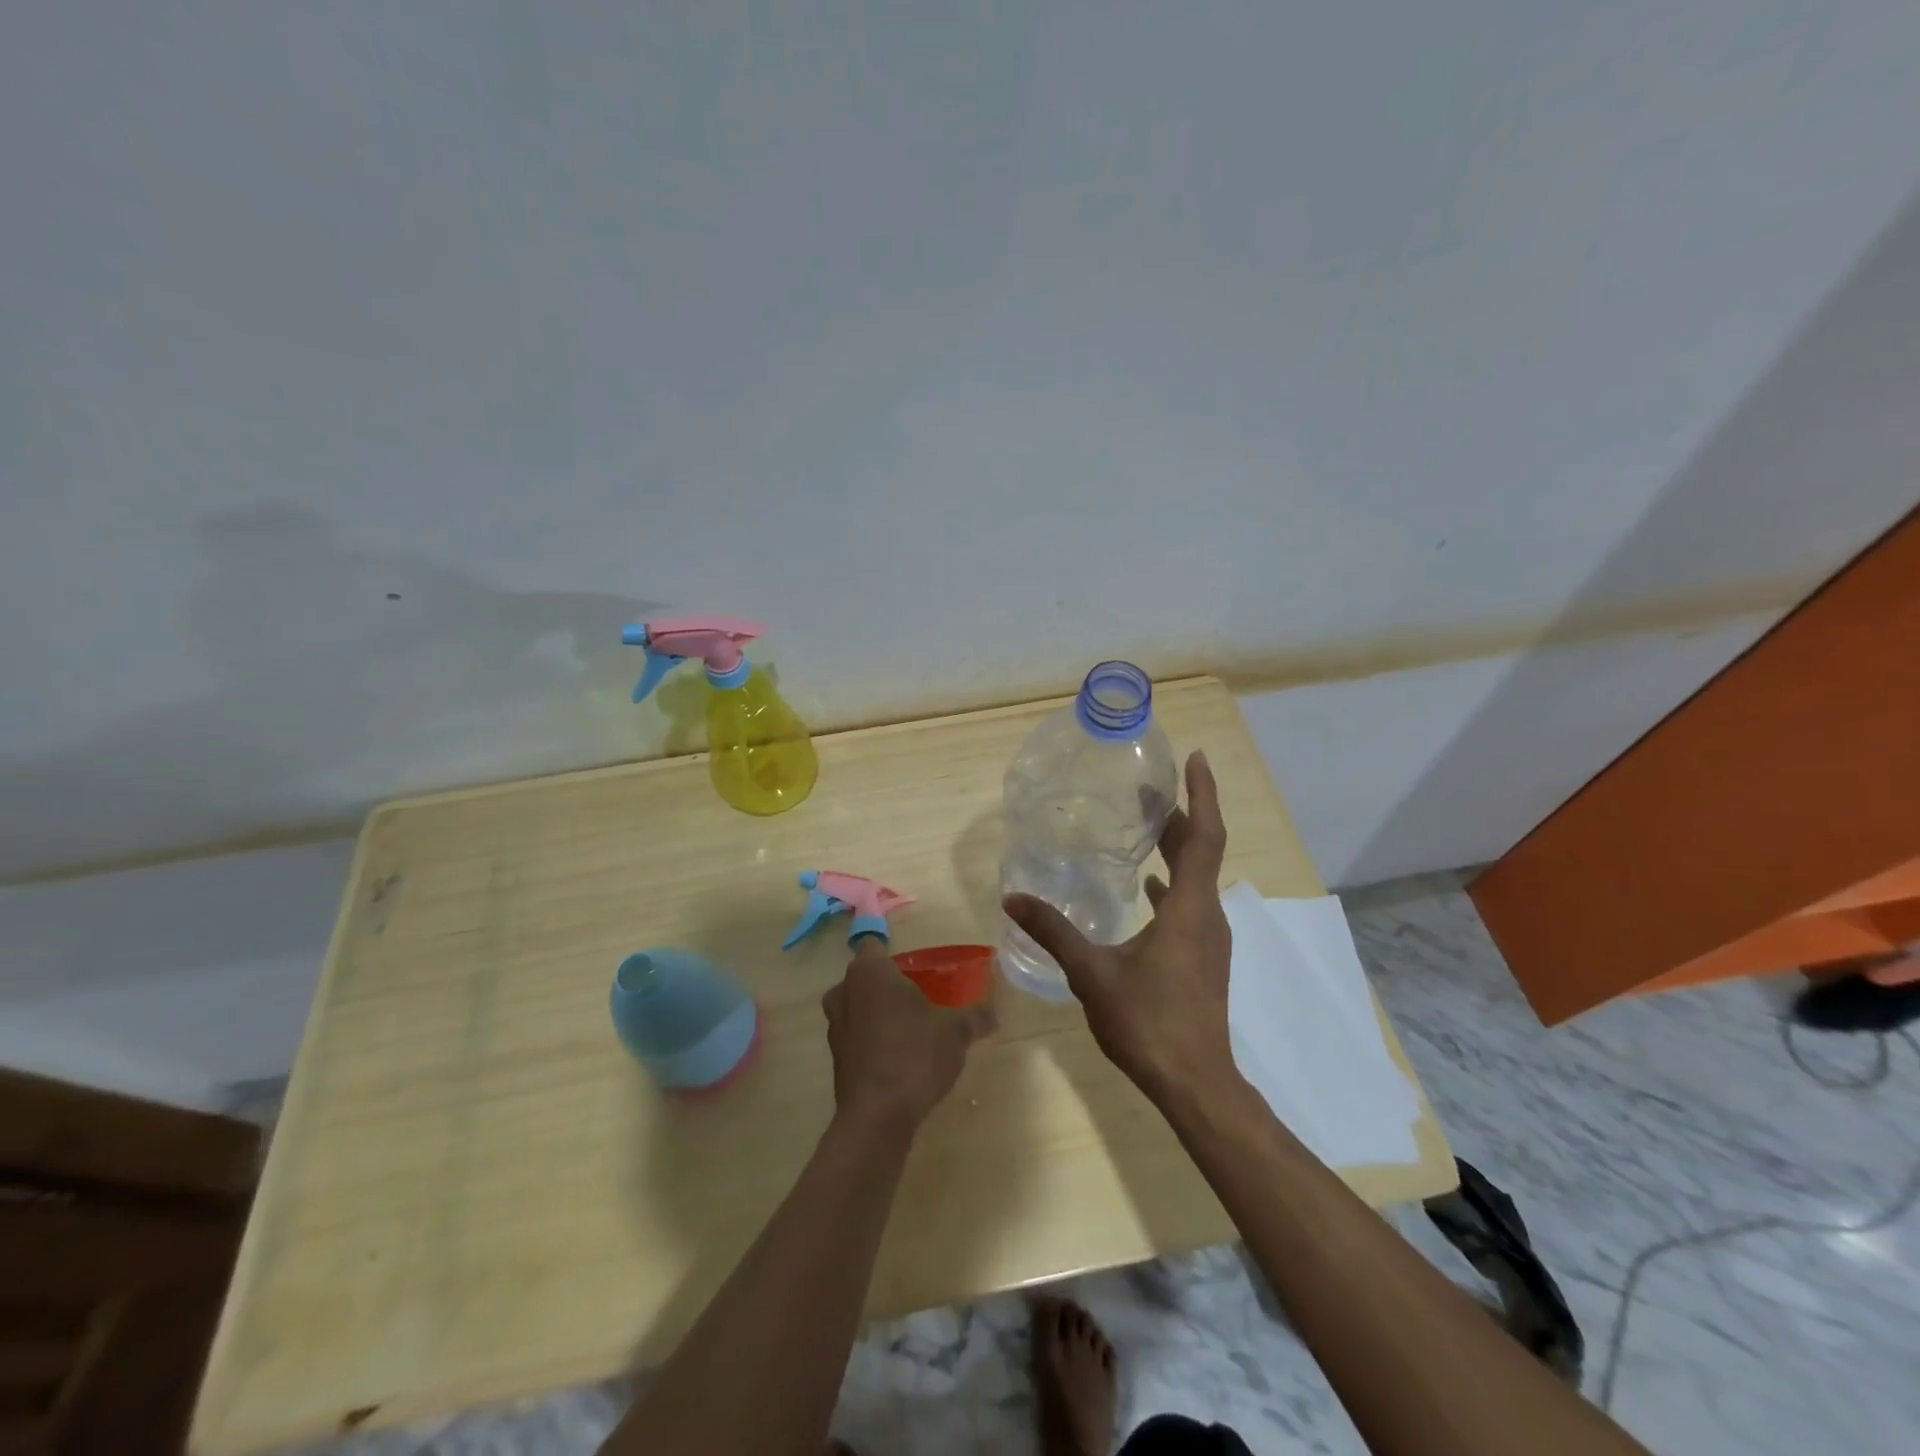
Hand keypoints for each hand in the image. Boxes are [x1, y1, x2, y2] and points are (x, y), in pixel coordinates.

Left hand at [823, 936, 996, 1131]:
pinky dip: (872, 1040)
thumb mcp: (956, 1032)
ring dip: (877, 1012)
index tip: (914, 966)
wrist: (877, 1116)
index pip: (873, 944)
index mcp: (869, 972)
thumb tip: (996, 1011)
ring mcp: (835, 1026)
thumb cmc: (915, 1055)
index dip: (892, 953)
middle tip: (918, 996)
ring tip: (910, 1028)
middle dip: (886, 984)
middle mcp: (844, 991)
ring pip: (856, 1006)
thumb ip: (976, 1016)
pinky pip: (855, 1035)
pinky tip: (898, 1056)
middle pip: (864, 976)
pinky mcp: (835, 1058)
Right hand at [1004, 750, 1233, 1103]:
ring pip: (1196, 877)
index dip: (1201, 794)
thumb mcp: (1092, 973)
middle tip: (1149, 787)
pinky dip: (1172, 883)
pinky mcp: (1202, 957)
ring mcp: (1208, 938)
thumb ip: (1054, 931)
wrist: (1195, 1083)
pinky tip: (1147, 887)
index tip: (1195, 758)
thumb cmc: (1148, 1022)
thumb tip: (1012, 897)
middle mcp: (1206, 915)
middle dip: (1180, 814)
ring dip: (1177, 847)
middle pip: (1201, 850)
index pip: (1204, 836)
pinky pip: (1190, 903)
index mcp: (1189, 909)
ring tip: (1146, 825)